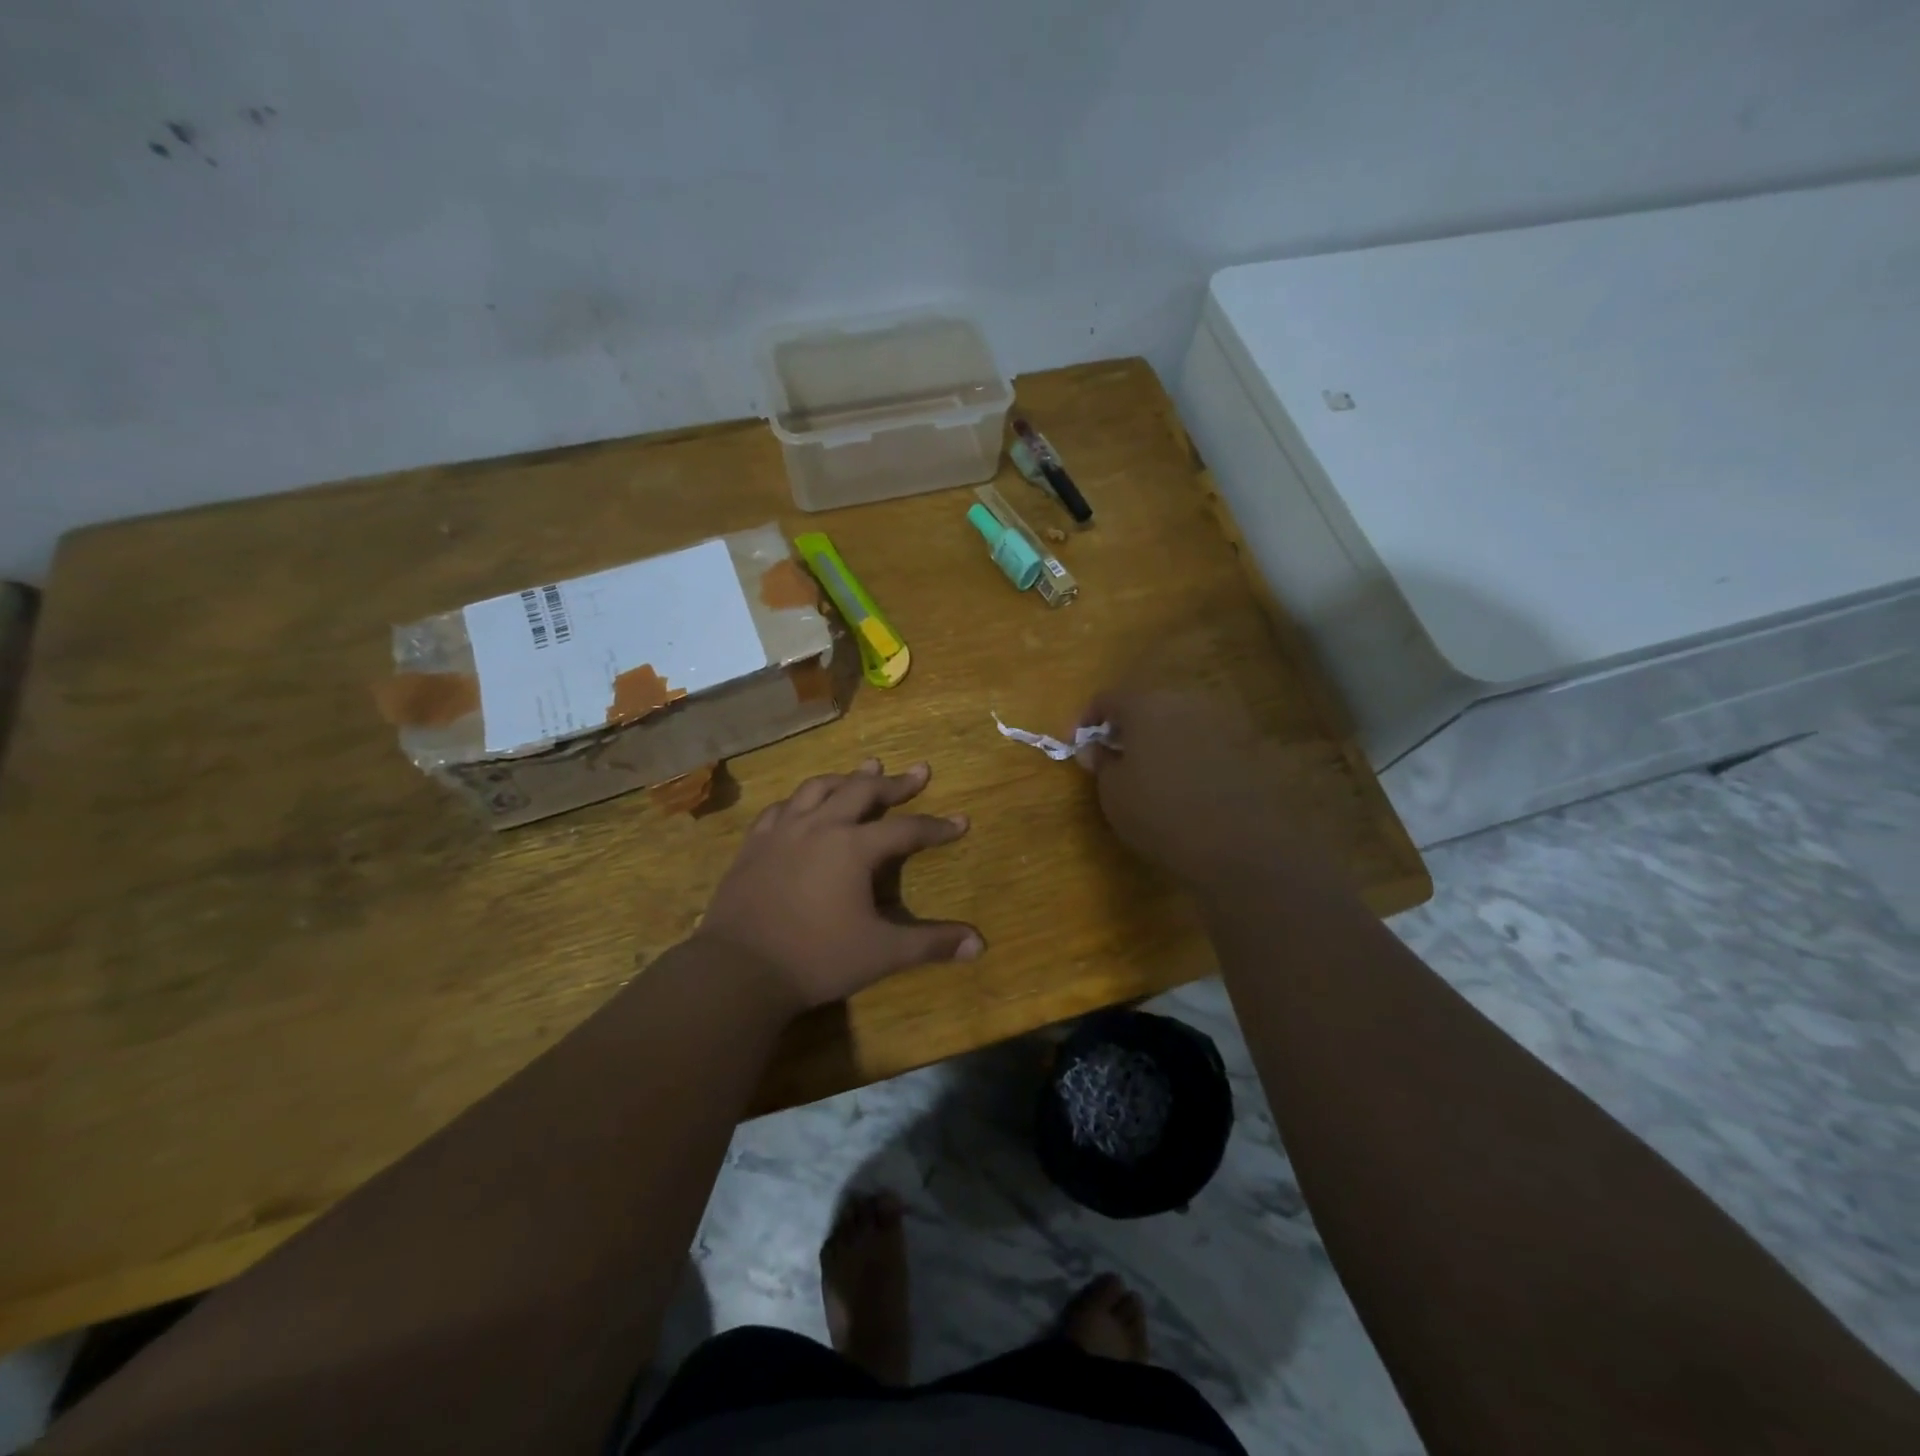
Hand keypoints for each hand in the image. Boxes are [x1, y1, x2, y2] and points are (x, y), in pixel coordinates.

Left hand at [695, 760, 982, 1009]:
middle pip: (863, 791)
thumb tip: (980, 944)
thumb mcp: (882, 953)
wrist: (739, 970)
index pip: (907, 829)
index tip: (961, 822)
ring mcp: (782, 831)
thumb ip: (931, 944)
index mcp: (854, 847)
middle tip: (918, 772)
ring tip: (864, 770)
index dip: (937, 827)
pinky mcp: (754, 844)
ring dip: (847, 778)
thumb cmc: (816, 958)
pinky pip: (781, 808)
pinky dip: (801, 800)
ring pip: (819, 788)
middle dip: (895, 783)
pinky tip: (803, 804)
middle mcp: (820, 826)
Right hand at [1076, 690, 1305, 888]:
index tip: (1077, 745)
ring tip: (1151, 772)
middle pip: (1148, 704)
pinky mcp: (1249, 746)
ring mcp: (1222, 721)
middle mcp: (1186, 701)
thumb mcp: (1113, 793)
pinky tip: (1188, 783)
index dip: (1086, 720)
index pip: (1107, 698)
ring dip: (1161, 738)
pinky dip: (1191, 754)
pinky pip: (1207, 741)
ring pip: (1180, 721)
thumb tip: (1096, 748)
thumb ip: (1101, 763)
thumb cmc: (1160, 813)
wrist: (1240, 842)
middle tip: (1114, 756)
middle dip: (1127, 727)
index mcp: (1146, 705)